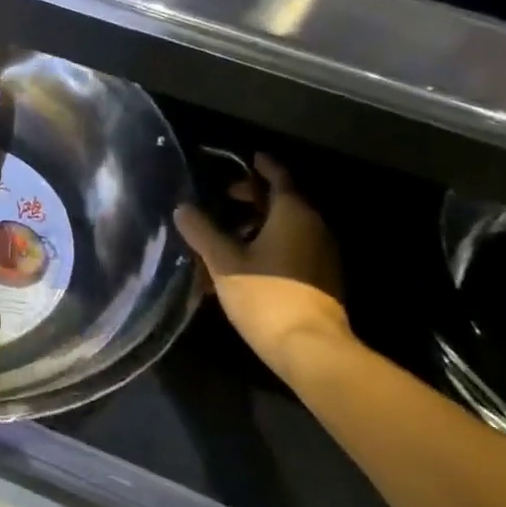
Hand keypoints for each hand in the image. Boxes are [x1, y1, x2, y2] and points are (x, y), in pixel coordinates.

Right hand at [174, 153, 352, 375]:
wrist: (311, 348)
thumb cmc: (266, 295)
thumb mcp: (224, 261)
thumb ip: (202, 231)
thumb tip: (182, 208)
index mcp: (293, 213)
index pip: (279, 177)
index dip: (262, 166)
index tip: (247, 158)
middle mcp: (314, 227)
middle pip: (284, 200)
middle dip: (255, 195)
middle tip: (226, 196)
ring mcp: (322, 255)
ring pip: (289, 226)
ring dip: (261, 222)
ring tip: (229, 229)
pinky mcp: (322, 279)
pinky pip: (294, 247)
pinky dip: (271, 242)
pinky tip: (246, 258)